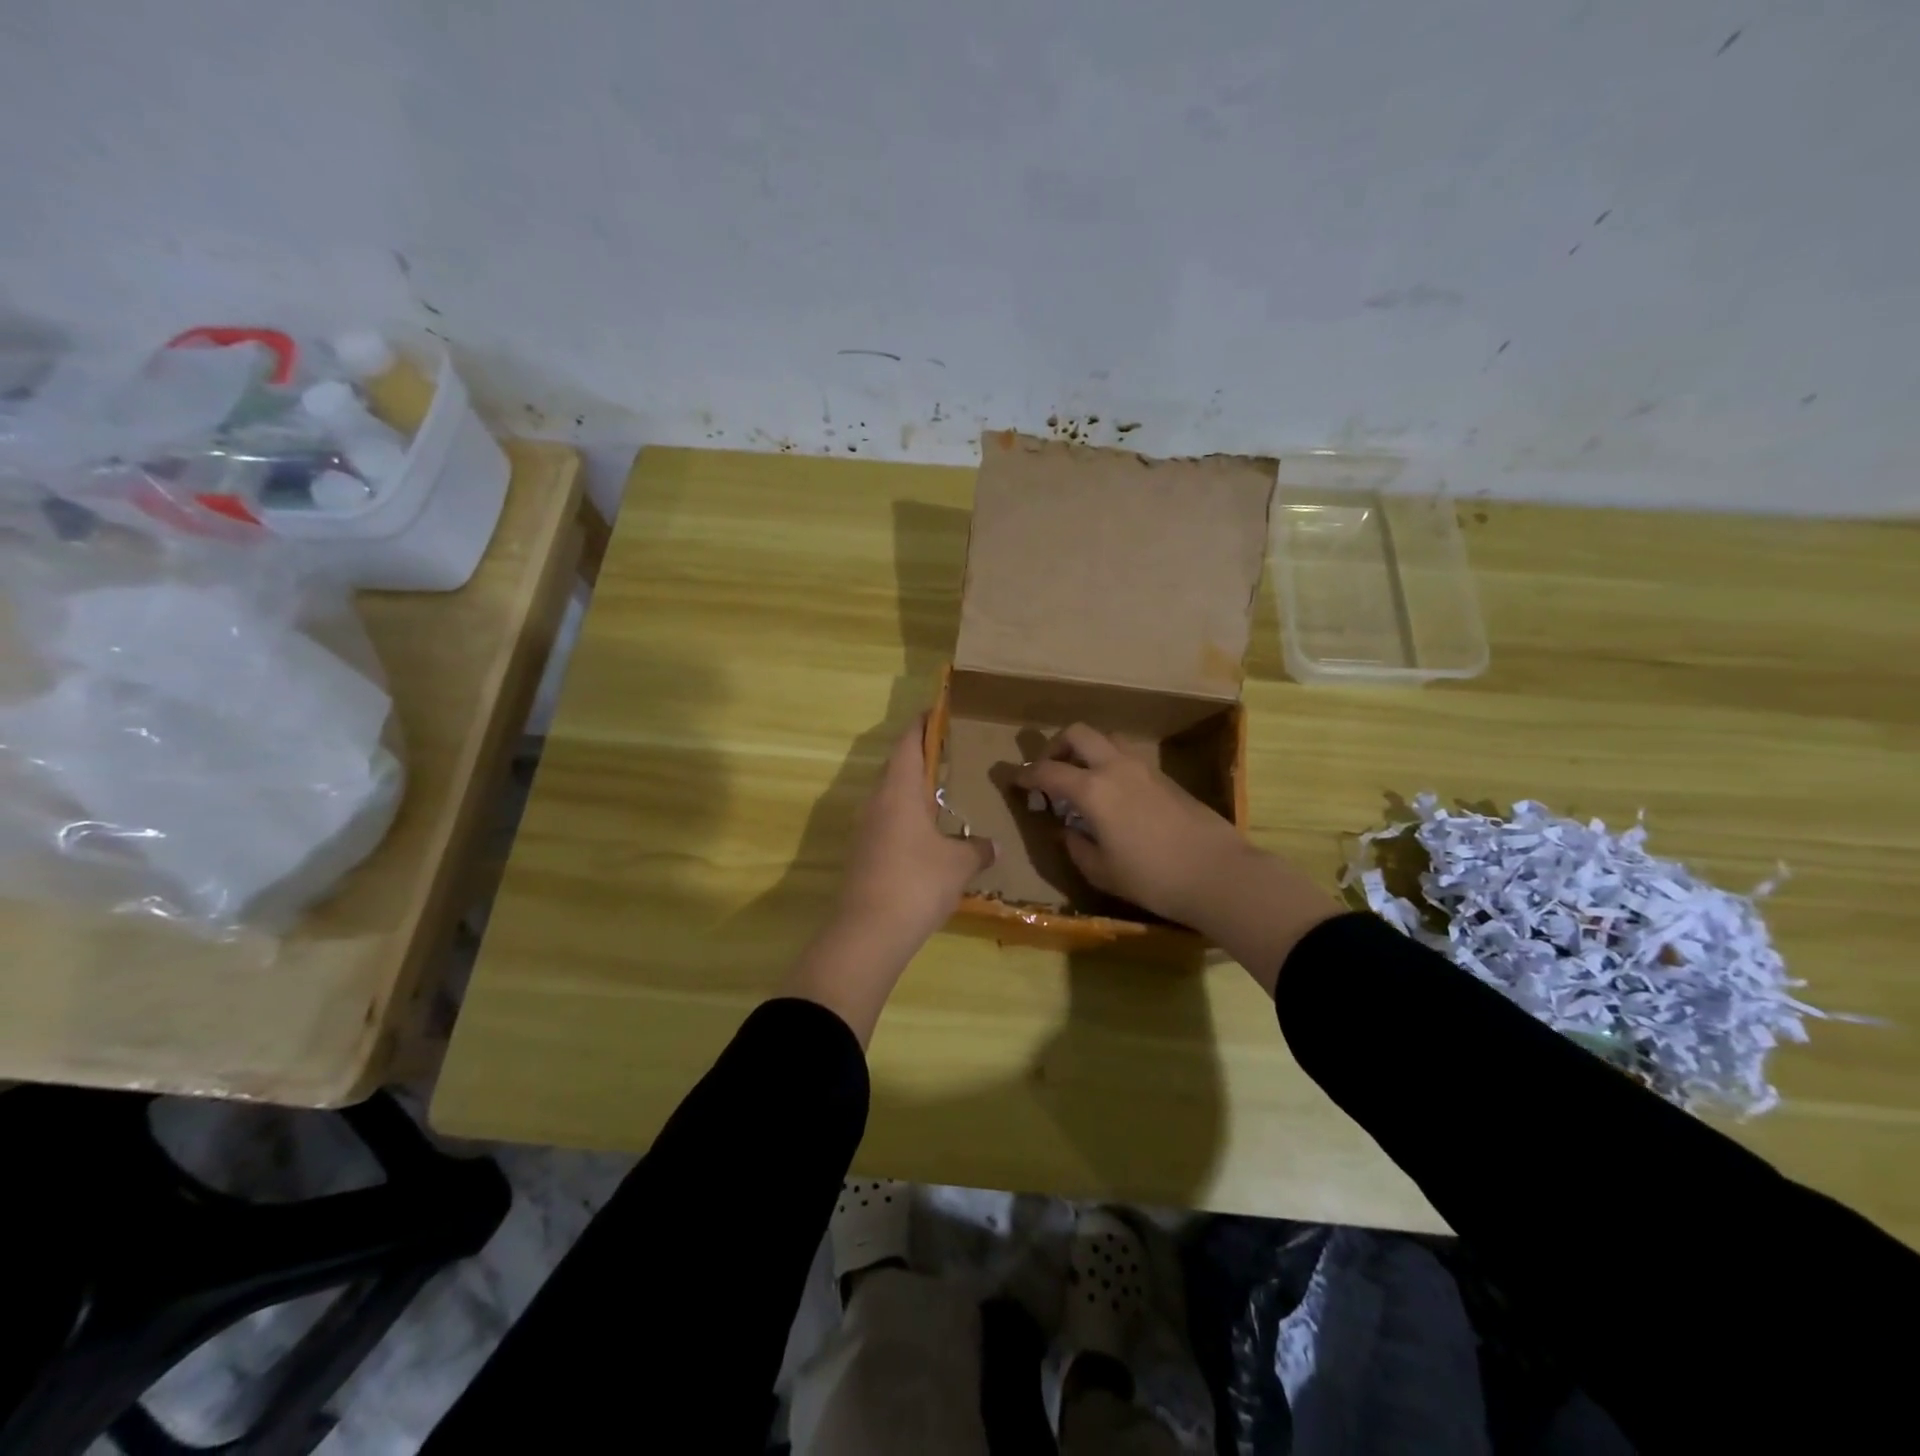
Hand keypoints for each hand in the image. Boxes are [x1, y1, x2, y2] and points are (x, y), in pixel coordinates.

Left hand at [836, 715, 994, 952]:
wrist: (868, 932)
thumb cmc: (917, 882)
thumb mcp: (958, 864)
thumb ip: (978, 849)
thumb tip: (993, 845)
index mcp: (899, 791)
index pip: (908, 743)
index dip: (922, 725)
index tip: (937, 711)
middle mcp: (877, 802)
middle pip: (897, 767)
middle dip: (920, 756)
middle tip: (949, 753)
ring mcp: (866, 829)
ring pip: (890, 796)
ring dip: (912, 789)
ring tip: (942, 792)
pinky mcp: (863, 854)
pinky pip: (887, 821)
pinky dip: (906, 816)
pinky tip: (927, 834)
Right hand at [1014, 723, 1246, 925]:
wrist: (1217, 873)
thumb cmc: (1152, 878)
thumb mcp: (1101, 871)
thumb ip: (1076, 845)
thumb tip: (1066, 829)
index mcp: (1093, 790)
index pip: (1048, 771)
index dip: (1025, 774)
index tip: (1013, 780)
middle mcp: (1116, 768)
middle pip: (1079, 734)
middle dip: (1056, 746)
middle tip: (1049, 770)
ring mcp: (1144, 768)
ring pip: (1107, 739)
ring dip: (1087, 751)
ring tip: (1081, 779)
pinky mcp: (1165, 777)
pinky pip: (1127, 757)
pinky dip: (1110, 764)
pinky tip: (1113, 795)